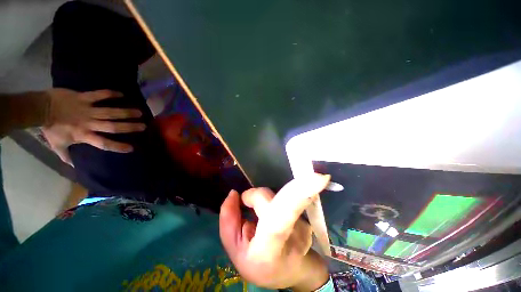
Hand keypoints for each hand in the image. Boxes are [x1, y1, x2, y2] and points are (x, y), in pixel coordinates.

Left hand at [42, 88, 145, 164]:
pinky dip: (110, 94)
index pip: (103, 143)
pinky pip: (99, 95)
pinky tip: (122, 94)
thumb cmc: (50, 128)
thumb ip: (66, 156)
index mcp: (83, 135)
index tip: (132, 148)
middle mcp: (89, 123)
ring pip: (109, 111)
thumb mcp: (57, 145)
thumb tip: (74, 167)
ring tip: (140, 112)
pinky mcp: (83, 98)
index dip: (118, 146)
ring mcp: (87, 110)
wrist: (39, 108)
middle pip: (112, 126)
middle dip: (129, 126)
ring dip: (125, 112)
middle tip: (144, 126)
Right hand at [219, 174, 330, 290]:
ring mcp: (304, 225)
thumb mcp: (235, 249)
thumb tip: (233, 194)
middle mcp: (292, 236)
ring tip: (261, 218)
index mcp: (268, 250)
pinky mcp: (309, 217)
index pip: (279, 219)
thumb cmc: (260, 263)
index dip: (295, 194)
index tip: (317, 177)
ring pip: (279, 196)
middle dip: (255, 196)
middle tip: (246, 204)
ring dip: (265, 201)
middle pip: (272, 197)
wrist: (292, 272)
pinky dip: (275, 203)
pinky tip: (275, 217)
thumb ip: (228, 220)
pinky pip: (286, 198)